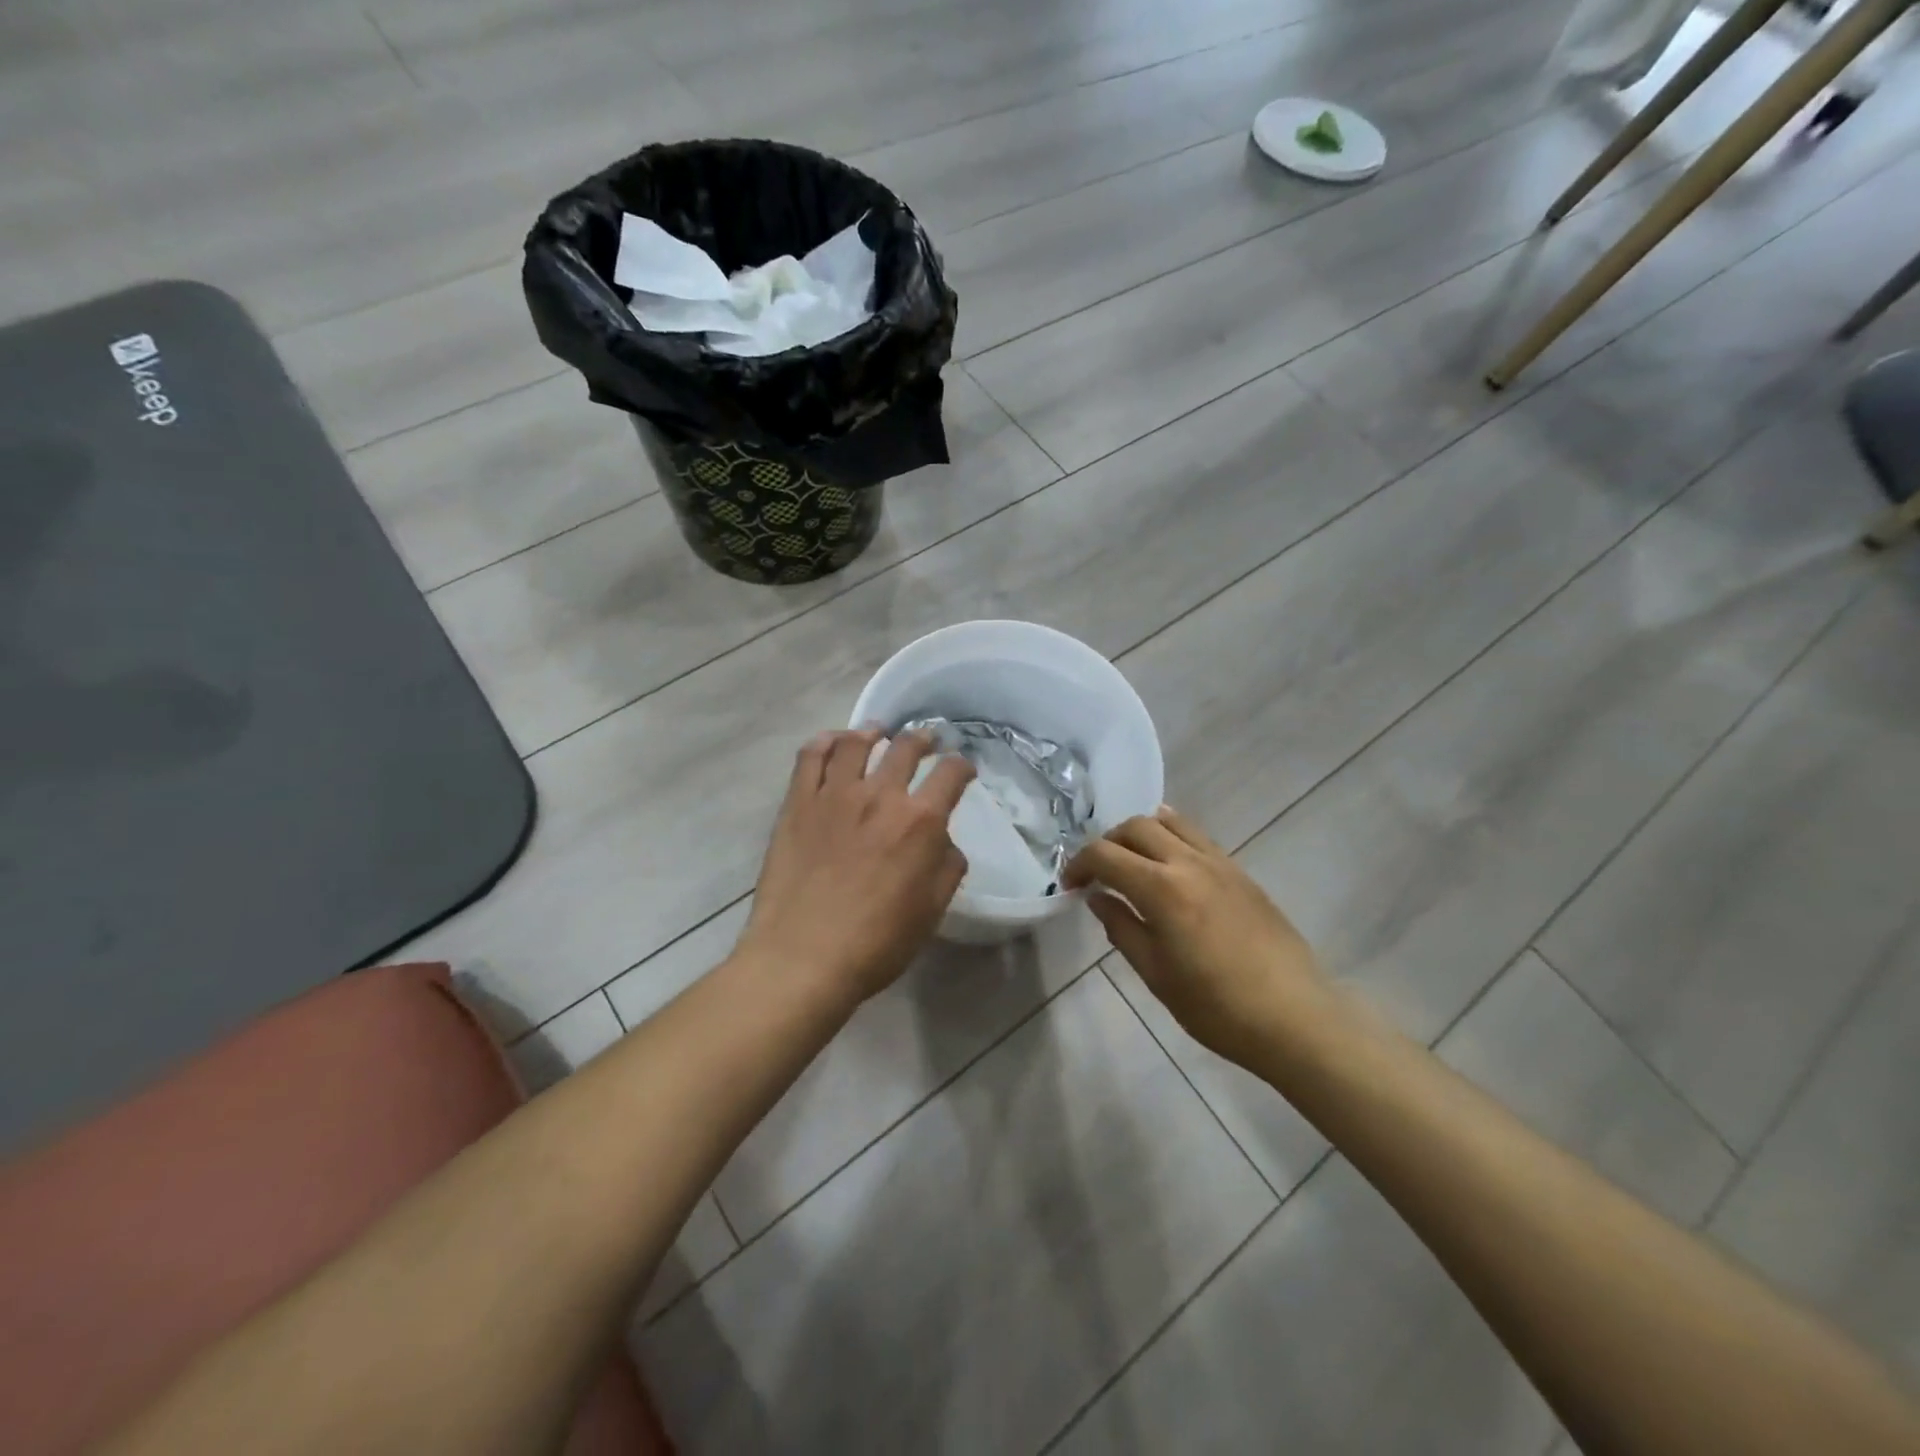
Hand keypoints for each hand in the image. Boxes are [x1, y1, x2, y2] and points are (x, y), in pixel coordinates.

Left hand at [738, 729, 974, 1007]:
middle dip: (922, 739)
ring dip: (873, 732)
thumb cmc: (876, 943)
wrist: (803, 957)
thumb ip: (947, 868)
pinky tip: (833, 742)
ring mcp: (834, 795)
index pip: (950, 774)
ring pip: (856, 743)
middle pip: (906, 747)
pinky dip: (825, 741)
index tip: (963, 769)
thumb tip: (945, 843)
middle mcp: (880, 796)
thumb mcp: (931, 911)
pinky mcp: (798, 803)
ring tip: (877, 733)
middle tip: (925, 740)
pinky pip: (811, 756)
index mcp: (920, 822)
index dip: (962, 765)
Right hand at [1066, 806, 1329, 1068]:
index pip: (1105, 855)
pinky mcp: (1240, 871)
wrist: (1294, 1017)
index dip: (1079, 865)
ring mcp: (1219, 862)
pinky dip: (1171, 837)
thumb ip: (1122, 928)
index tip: (1070, 886)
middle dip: (1106, 843)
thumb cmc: (1217, 1007)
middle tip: (1097, 873)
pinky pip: (1196, 836)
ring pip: (1169, 821)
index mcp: (1162, 889)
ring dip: (1140, 833)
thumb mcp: (1156, 974)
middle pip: (1135, 827)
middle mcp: (1188, 862)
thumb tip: (1098, 898)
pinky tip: (1167, 865)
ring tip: (1132, 862)